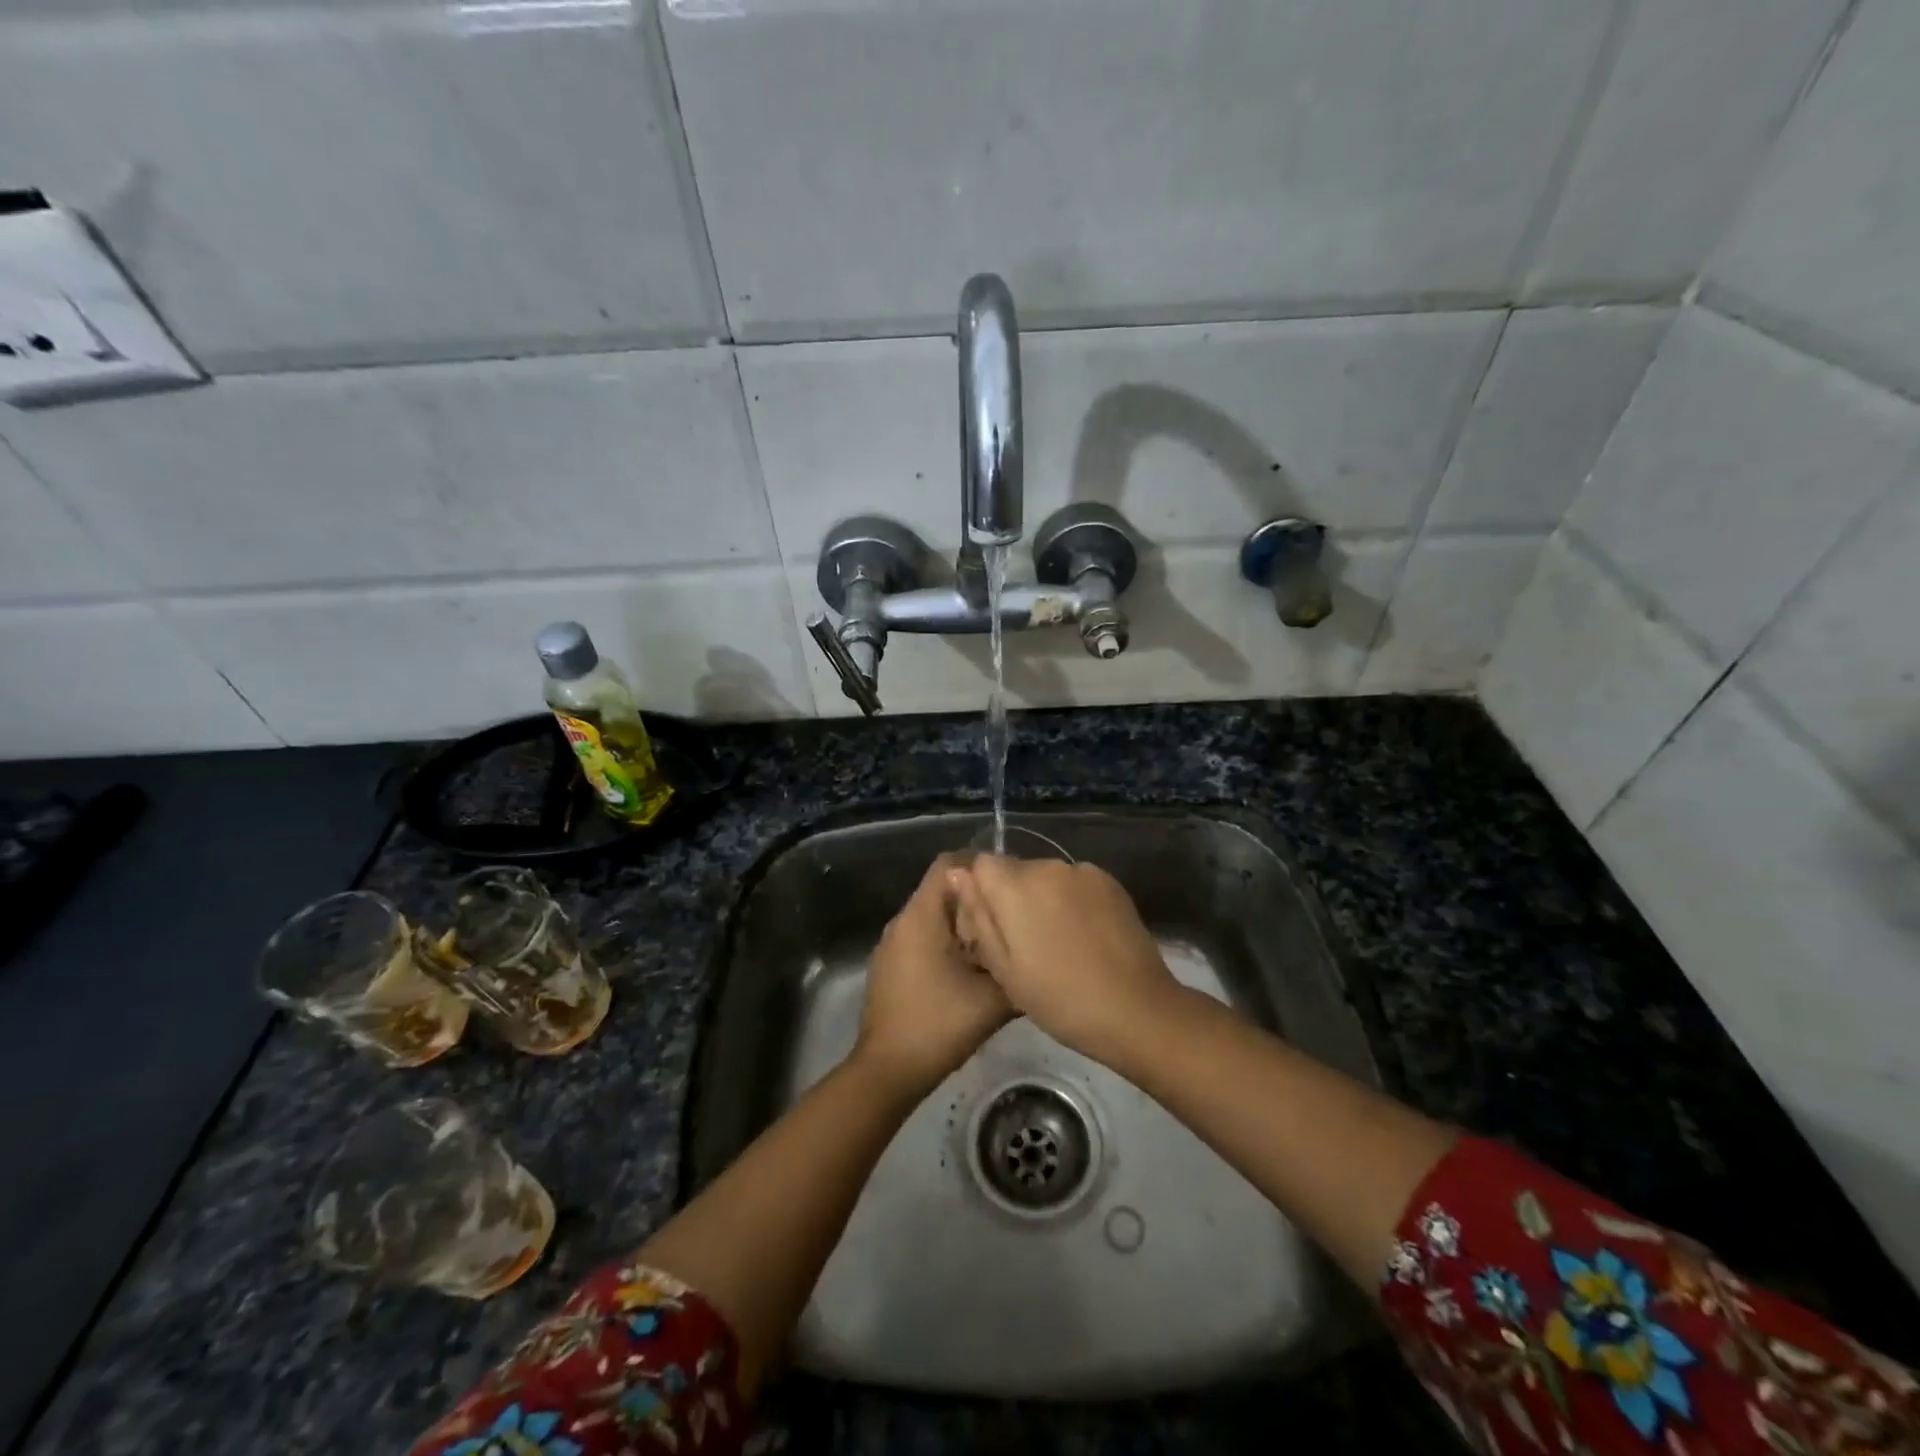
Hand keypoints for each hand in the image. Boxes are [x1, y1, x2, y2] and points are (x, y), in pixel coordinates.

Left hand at [855, 855, 1012, 1096]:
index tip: (1012, 882)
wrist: (888, 1071)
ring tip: (998, 937)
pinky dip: (947, 940)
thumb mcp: (993, 999)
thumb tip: (1039, 950)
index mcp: (922, 916)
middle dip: (976, 895)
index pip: (949, 863)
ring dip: (962, 920)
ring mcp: (892, 943)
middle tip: (1013, 911)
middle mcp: (902, 920)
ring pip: (933, 914)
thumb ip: (1016, 967)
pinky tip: (971, 966)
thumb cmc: (938, 1025)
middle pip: (942, 888)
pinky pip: (922, 936)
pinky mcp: (890, 965)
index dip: (981, 865)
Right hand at [950, 856, 1180, 1065]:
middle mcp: (1048, 866)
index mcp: (1015, 886)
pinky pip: (1076, 883)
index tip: (992, 928)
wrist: (1136, 1010)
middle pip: (1016, 870)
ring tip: (1060, 943)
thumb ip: (978, 915)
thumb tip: (958, 873)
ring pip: (1047, 877)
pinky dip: (1072, 901)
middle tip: (1026, 944)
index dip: (982, 892)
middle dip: (1013, 897)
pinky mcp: (1111, 882)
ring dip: (1044, 898)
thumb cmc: (1059, 998)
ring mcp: (1083, 871)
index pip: (982, 864)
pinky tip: (1085, 936)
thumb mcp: (1004, 968)